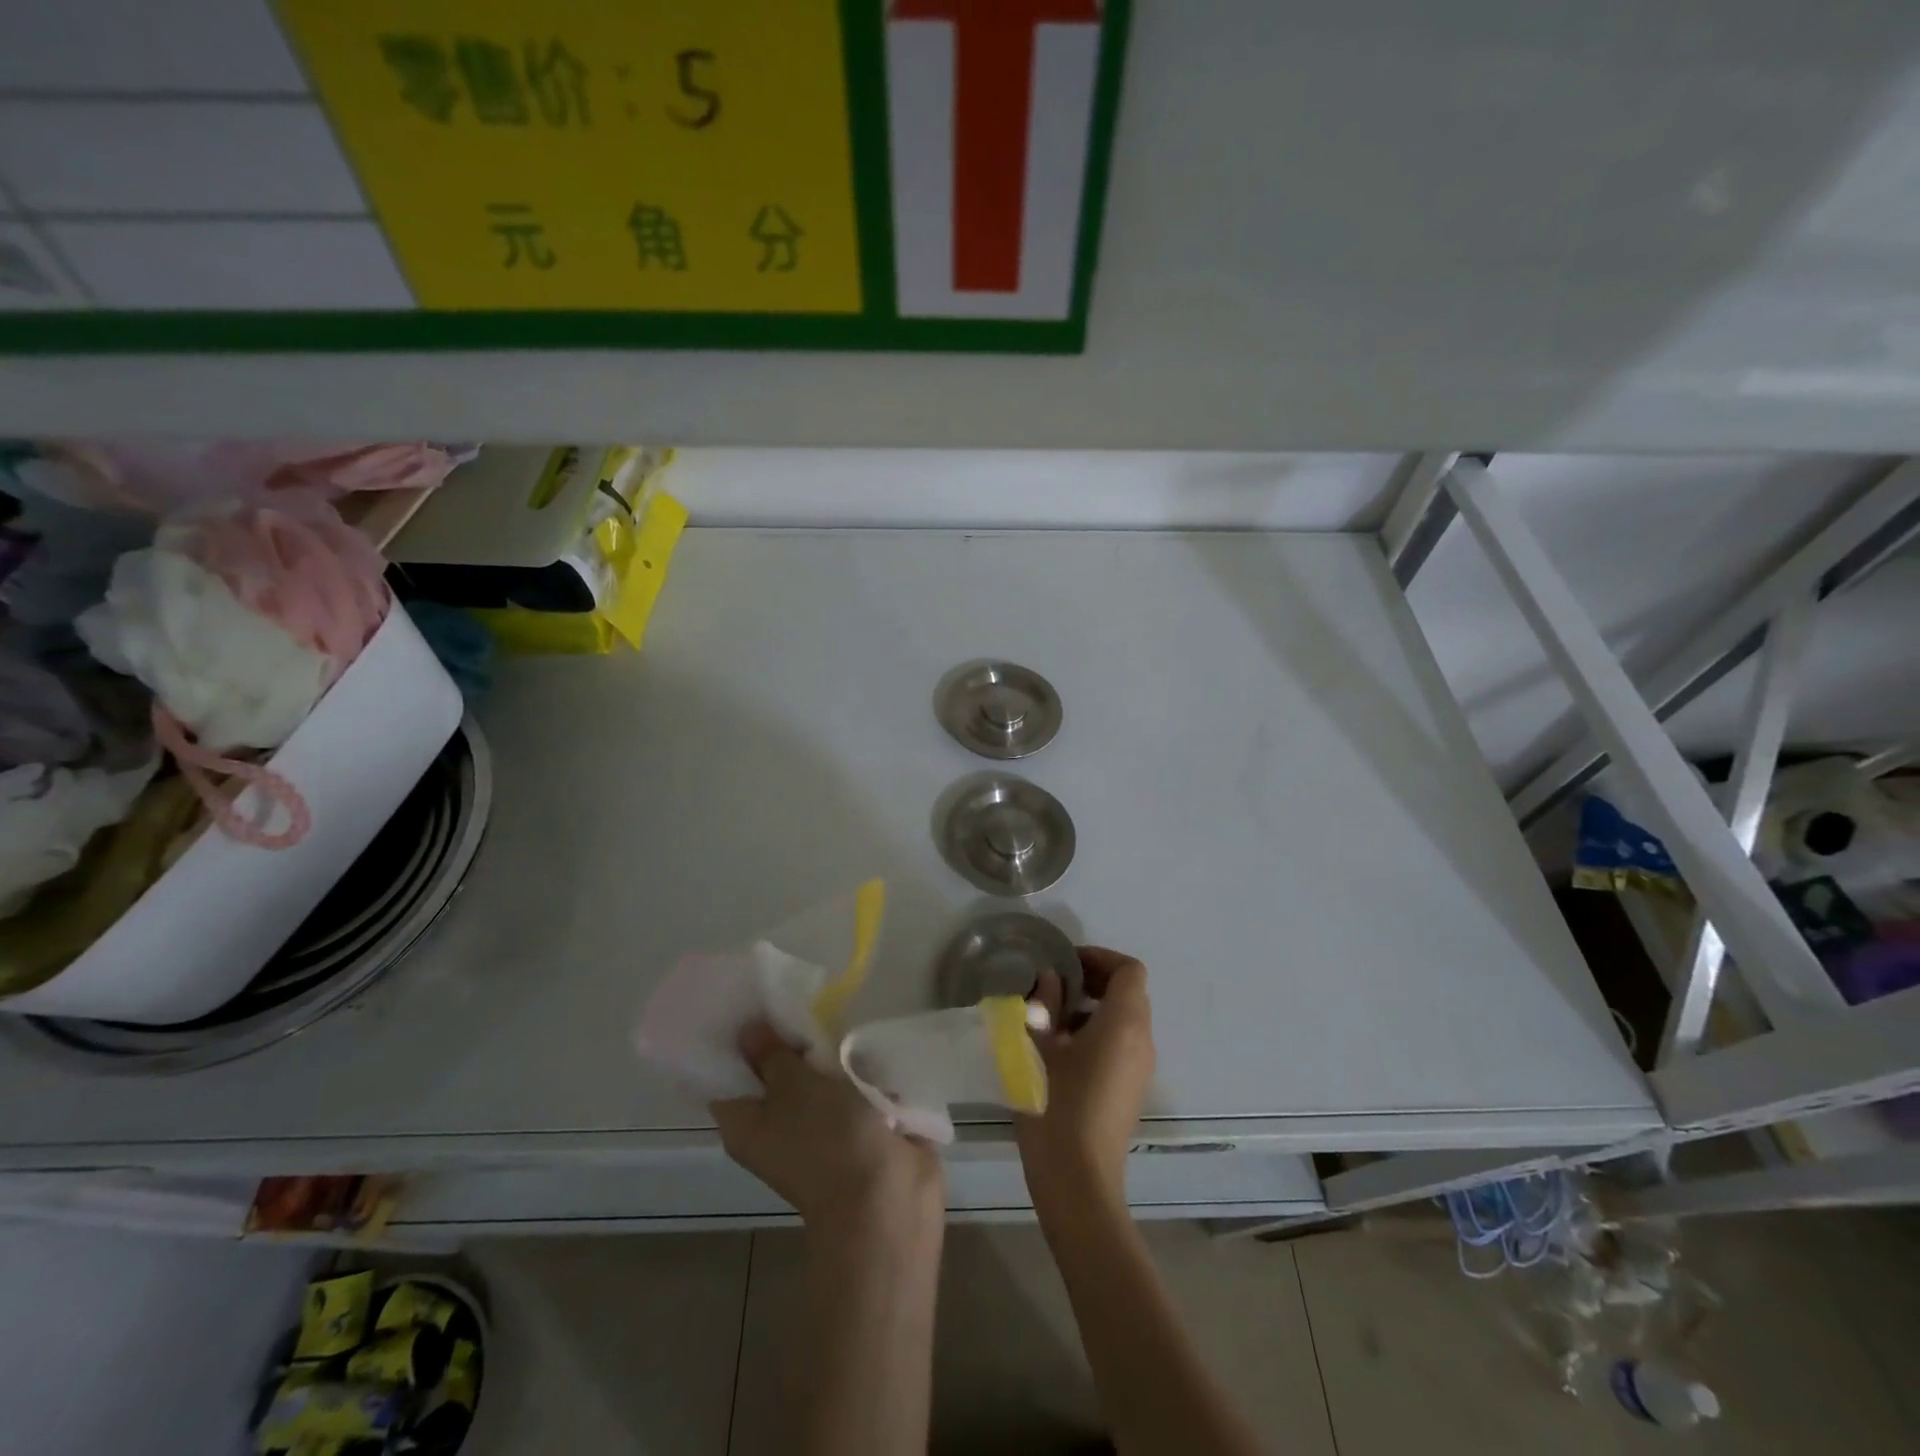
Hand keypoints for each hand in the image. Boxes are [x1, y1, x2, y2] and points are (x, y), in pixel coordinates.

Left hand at [711, 1021, 942, 1233]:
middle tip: (802, 1003)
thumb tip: (748, 1031)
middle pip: (775, 1074)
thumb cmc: (827, 1138)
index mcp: (745, 1124)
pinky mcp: (854, 1134)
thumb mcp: (794, 1085)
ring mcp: (816, 1134)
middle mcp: (774, 1129)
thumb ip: (772, 1054)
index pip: (727, 1075)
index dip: (737, 1040)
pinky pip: (849, 1094)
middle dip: (793, 1042)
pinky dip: (859, 1076)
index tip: (752, 1002)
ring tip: (840, 1020)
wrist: (887, 1200)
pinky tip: (868, 1050)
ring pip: (816, 1082)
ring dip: (831, 1059)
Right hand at [1017, 947, 1155, 1217]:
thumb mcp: (1039, 1048)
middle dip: (1094, 980)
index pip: (1129, 970)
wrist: (1079, 1183)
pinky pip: (1122, 1044)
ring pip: (1125, 1019)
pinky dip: (1098, 1032)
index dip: (1100, 957)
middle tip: (1055, 985)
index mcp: (1124, 1024)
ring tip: (1052, 1017)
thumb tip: (1050, 979)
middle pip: (1129, 992)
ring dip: (1093, 1007)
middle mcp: (1141, 1041)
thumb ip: (1045, 1005)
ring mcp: (1140, 1068)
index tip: (1066, 962)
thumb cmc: (1056, 1107)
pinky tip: (1062, 1050)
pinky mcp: (1131, 1089)